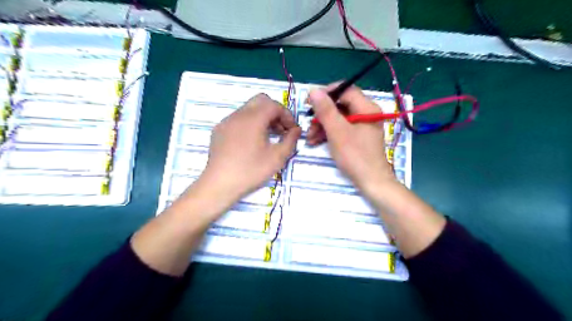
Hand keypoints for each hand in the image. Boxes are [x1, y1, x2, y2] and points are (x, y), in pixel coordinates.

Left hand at [200, 93, 300, 202]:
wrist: (220, 184)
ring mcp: (226, 121)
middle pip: (261, 101)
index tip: (292, 131)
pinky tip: (251, 143)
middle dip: (275, 112)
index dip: (287, 115)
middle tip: (281, 130)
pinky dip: (249, 124)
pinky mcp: (219, 130)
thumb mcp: (277, 157)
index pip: (274, 105)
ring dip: (262, 118)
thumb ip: (290, 140)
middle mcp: (239, 115)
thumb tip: (297, 130)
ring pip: (249, 109)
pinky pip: (238, 119)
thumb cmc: (251, 171)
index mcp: (253, 119)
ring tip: (268, 137)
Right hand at [306, 85, 396, 193]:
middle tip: (309, 124)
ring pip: (338, 118)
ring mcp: (362, 125)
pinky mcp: (358, 136)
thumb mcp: (337, 132)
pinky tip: (316, 142)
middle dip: (322, 115)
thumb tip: (313, 90)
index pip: (345, 89)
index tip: (309, 102)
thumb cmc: (355, 156)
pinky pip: (341, 128)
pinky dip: (329, 133)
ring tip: (310, 138)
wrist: (371, 182)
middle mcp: (366, 113)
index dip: (326, 93)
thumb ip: (326, 110)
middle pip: (340, 105)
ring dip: (322, 126)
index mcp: (366, 107)